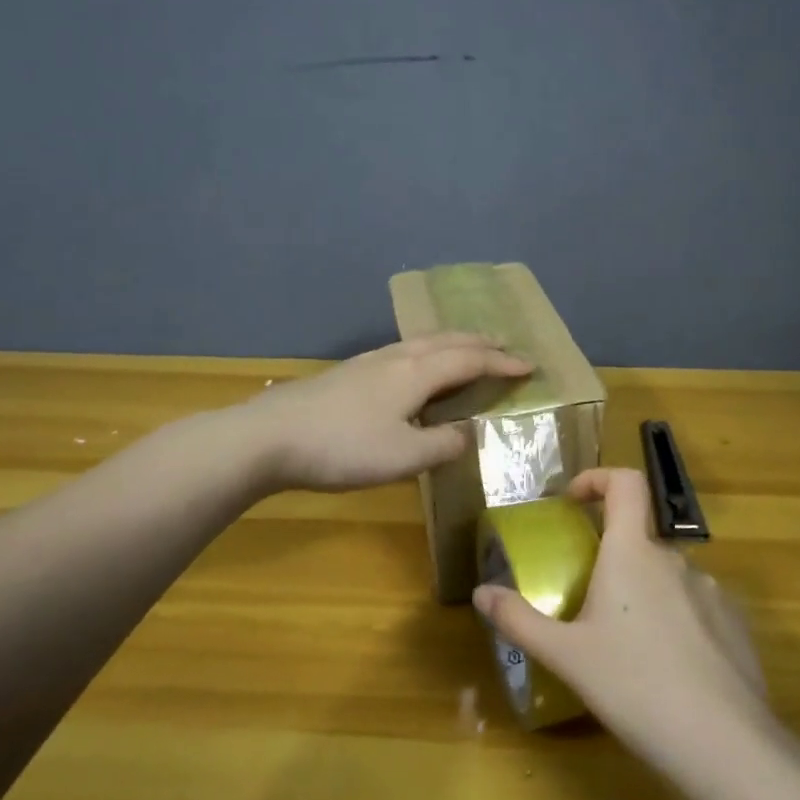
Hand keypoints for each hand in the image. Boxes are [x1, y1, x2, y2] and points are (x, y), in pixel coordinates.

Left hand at [246, 333, 533, 491]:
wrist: (269, 437)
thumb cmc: (343, 448)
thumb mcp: (403, 458)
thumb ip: (442, 445)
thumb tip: (468, 434)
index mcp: (416, 373)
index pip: (470, 360)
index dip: (502, 363)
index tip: (529, 366)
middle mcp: (396, 358)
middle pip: (446, 341)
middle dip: (479, 342)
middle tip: (504, 345)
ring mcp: (368, 362)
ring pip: (421, 342)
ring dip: (452, 343)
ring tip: (466, 349)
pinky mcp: (349, 372)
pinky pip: (403, 352)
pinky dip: (426, 353)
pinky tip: (414, 368)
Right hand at [474, 467, 771, 762]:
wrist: (723, 744)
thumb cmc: (634, 686)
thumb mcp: (566, 656)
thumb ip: (519, 620)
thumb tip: (481, 592)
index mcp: (633, 553)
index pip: (625, 482)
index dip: (598, 478)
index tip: (574, 501)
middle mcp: (675, 559)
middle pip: (639, 538)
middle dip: (612, 558)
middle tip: (588, 600)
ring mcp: (712, 590)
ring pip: (667, 576)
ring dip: (643, 593)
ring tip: (626, 644)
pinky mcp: (734, 623)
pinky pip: (696, 606)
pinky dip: (675, 619)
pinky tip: (667, 668)